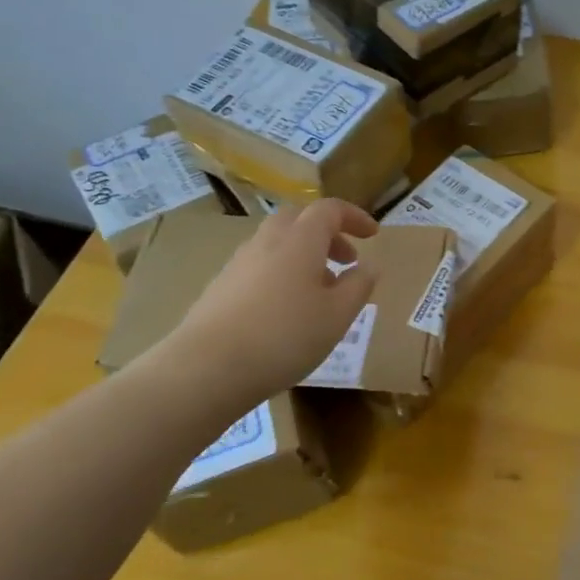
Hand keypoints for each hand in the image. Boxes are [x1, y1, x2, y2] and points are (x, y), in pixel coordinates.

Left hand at [158, 199, 378, 404]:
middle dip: (326, 233)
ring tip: (320, 290)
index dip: (354, 217)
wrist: (206, 369)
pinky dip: (282, 273)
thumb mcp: (338, 315)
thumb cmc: (285, 336)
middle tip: (346, 259)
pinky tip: (287, 310)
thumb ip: (359, 286)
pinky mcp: (220, 288)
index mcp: (300, 240)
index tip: (373, 234)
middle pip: (298, 219)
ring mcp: (239, 264)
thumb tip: (368, 265)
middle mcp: (267, 242)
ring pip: (277, 243)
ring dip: (304, 255)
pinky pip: (260, 266)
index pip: (329, 210)